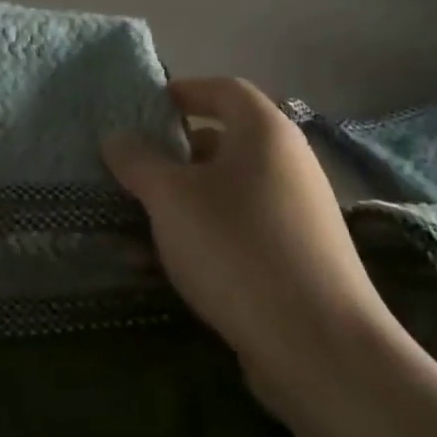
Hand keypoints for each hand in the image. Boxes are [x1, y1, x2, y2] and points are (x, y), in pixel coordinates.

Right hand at [103, 77, 397, 417]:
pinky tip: (177, 262)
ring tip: (147, 218)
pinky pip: (245, 226)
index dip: (185, 91)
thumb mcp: (171, 198)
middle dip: (179, 151)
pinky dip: (210, 231)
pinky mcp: (302, 257)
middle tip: (139, 168)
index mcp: (265, 133)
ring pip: (232, 188)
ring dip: (189, 196)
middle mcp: (290, 163)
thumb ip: (138, 161)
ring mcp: (301, 212)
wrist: (319, 347)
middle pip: (228, 140)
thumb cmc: (237, 248)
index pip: (224, 89)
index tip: (148, 107)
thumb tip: (117, 138)